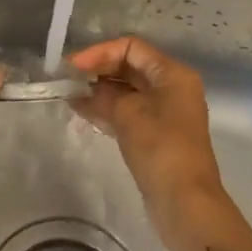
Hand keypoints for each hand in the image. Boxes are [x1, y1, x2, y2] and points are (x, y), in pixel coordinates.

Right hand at [69, 36, 251, 250]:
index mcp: (172, 74)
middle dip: (97, 71)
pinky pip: (128, 110)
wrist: (185, 202)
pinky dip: (107, 109)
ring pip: (127, 90)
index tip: (72, 67)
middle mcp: (171, 87)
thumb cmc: (160, 150)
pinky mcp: (156, 133)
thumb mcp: (128, 115)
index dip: (99, 52)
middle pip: (129, 66)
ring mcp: (165, 111)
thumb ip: (101, 96)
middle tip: (66, 81)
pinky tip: (82, 111)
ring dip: (99, 91)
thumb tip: (80, 89)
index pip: (131, 47)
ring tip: (69, 95)